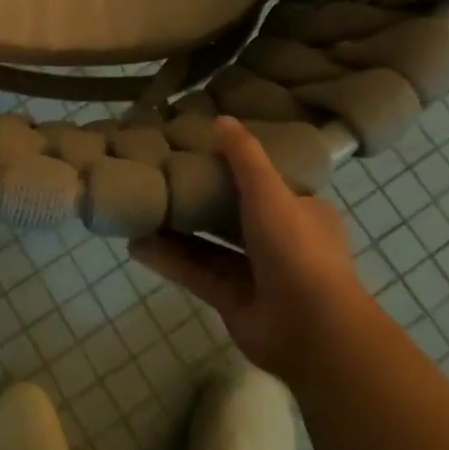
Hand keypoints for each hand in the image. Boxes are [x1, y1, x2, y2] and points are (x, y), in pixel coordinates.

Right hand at [129, 117, 362, 383]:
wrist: (311, 330)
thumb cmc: (297, 247)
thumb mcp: (270, 190)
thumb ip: (243, 156)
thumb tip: (221, 119)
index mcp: (301, 212)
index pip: (267, 183)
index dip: (236, 167)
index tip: (201, 151)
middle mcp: (280, 241)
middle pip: (232, 214)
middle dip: (199, 199)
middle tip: (162, 178)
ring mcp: (256, 274)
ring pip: (209, 245)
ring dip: (177, 230)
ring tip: (141, 209)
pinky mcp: (232, 300)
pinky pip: (196, 272)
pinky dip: (169, 259)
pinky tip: (137, 245)